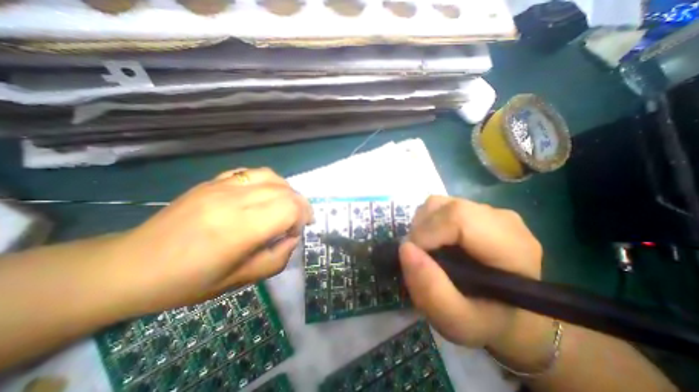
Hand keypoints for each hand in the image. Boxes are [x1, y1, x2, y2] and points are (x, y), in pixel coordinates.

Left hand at [112, 168, 314, 314]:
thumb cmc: (188, 281)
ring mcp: (222, 186)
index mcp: (240, 229)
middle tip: (298, 222)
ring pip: (273, 177)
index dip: (302, 218)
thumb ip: (277, 259)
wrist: (132, 266)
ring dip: (288, 192)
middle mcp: (233, 201)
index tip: (296, 232)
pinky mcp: (213, 182)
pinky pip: (253, 173)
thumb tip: (292, 238)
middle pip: (285, 191)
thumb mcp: (240, 281)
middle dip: (300, 206)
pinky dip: (269, 182)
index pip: (289, 209)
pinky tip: (265, 196)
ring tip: (285, 206)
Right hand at [398, 197, 539, 347]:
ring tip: (428, 251)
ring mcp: (489, 211)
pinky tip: (434, 241)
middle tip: (418, 257)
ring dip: (422, 225)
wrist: (509, 314)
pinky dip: (427, 221)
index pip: (458, 218)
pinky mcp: (475, 210)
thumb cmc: (489, 322)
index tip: (414, 257)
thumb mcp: (459, 323)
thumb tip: (405, 248)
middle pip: (446, 207)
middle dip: (420, 230)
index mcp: (512, 247)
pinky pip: (440, 205)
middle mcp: (503, 220)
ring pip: (439, 203)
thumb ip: (432, 291)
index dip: (427, 233)